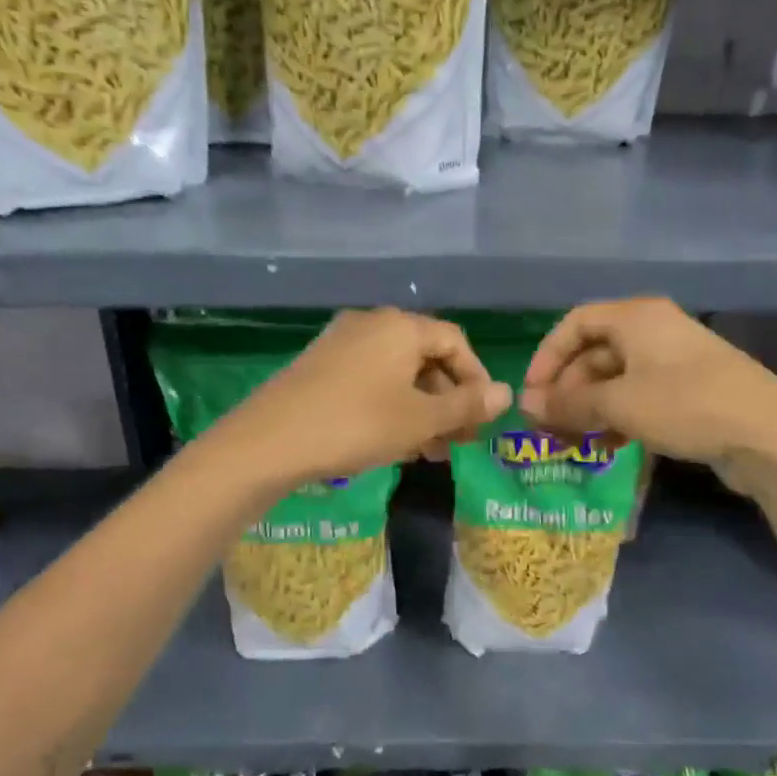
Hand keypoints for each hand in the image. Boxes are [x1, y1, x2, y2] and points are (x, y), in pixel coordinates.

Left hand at [216, 309, 511, 485]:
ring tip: (428, 451)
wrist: (268, 442)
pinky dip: (391, 406)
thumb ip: (466, 406)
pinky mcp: (318, 365)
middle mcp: (371, 324)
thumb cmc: (356, 425)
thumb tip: (507, 392)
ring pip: (397, 373)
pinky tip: (393, 442)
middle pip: (426, 356)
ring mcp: (340, 343)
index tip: (481, 418)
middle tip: (457, 441)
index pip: (456, 342)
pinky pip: (369, 380)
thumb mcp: (420, 420)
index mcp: (400, 327)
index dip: (477, 380)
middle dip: (448, 400)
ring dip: (421, 408)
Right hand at [519, 298, 776, 485]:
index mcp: (636, 317)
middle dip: (566, 390)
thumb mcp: (618, 405)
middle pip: (593, 353)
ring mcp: (674, 361)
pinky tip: (608, 447)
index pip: (574, 323)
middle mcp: (654, 330)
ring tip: (572, 442)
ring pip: (615, 379)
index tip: (532, 394)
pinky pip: (639, 397)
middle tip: (548, 427)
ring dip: (588, 408)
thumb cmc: (685, 406)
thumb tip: (526, 407)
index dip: (546, 357)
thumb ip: (568, 404)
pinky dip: (617, 417)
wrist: (769, 437)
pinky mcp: (690, 391)